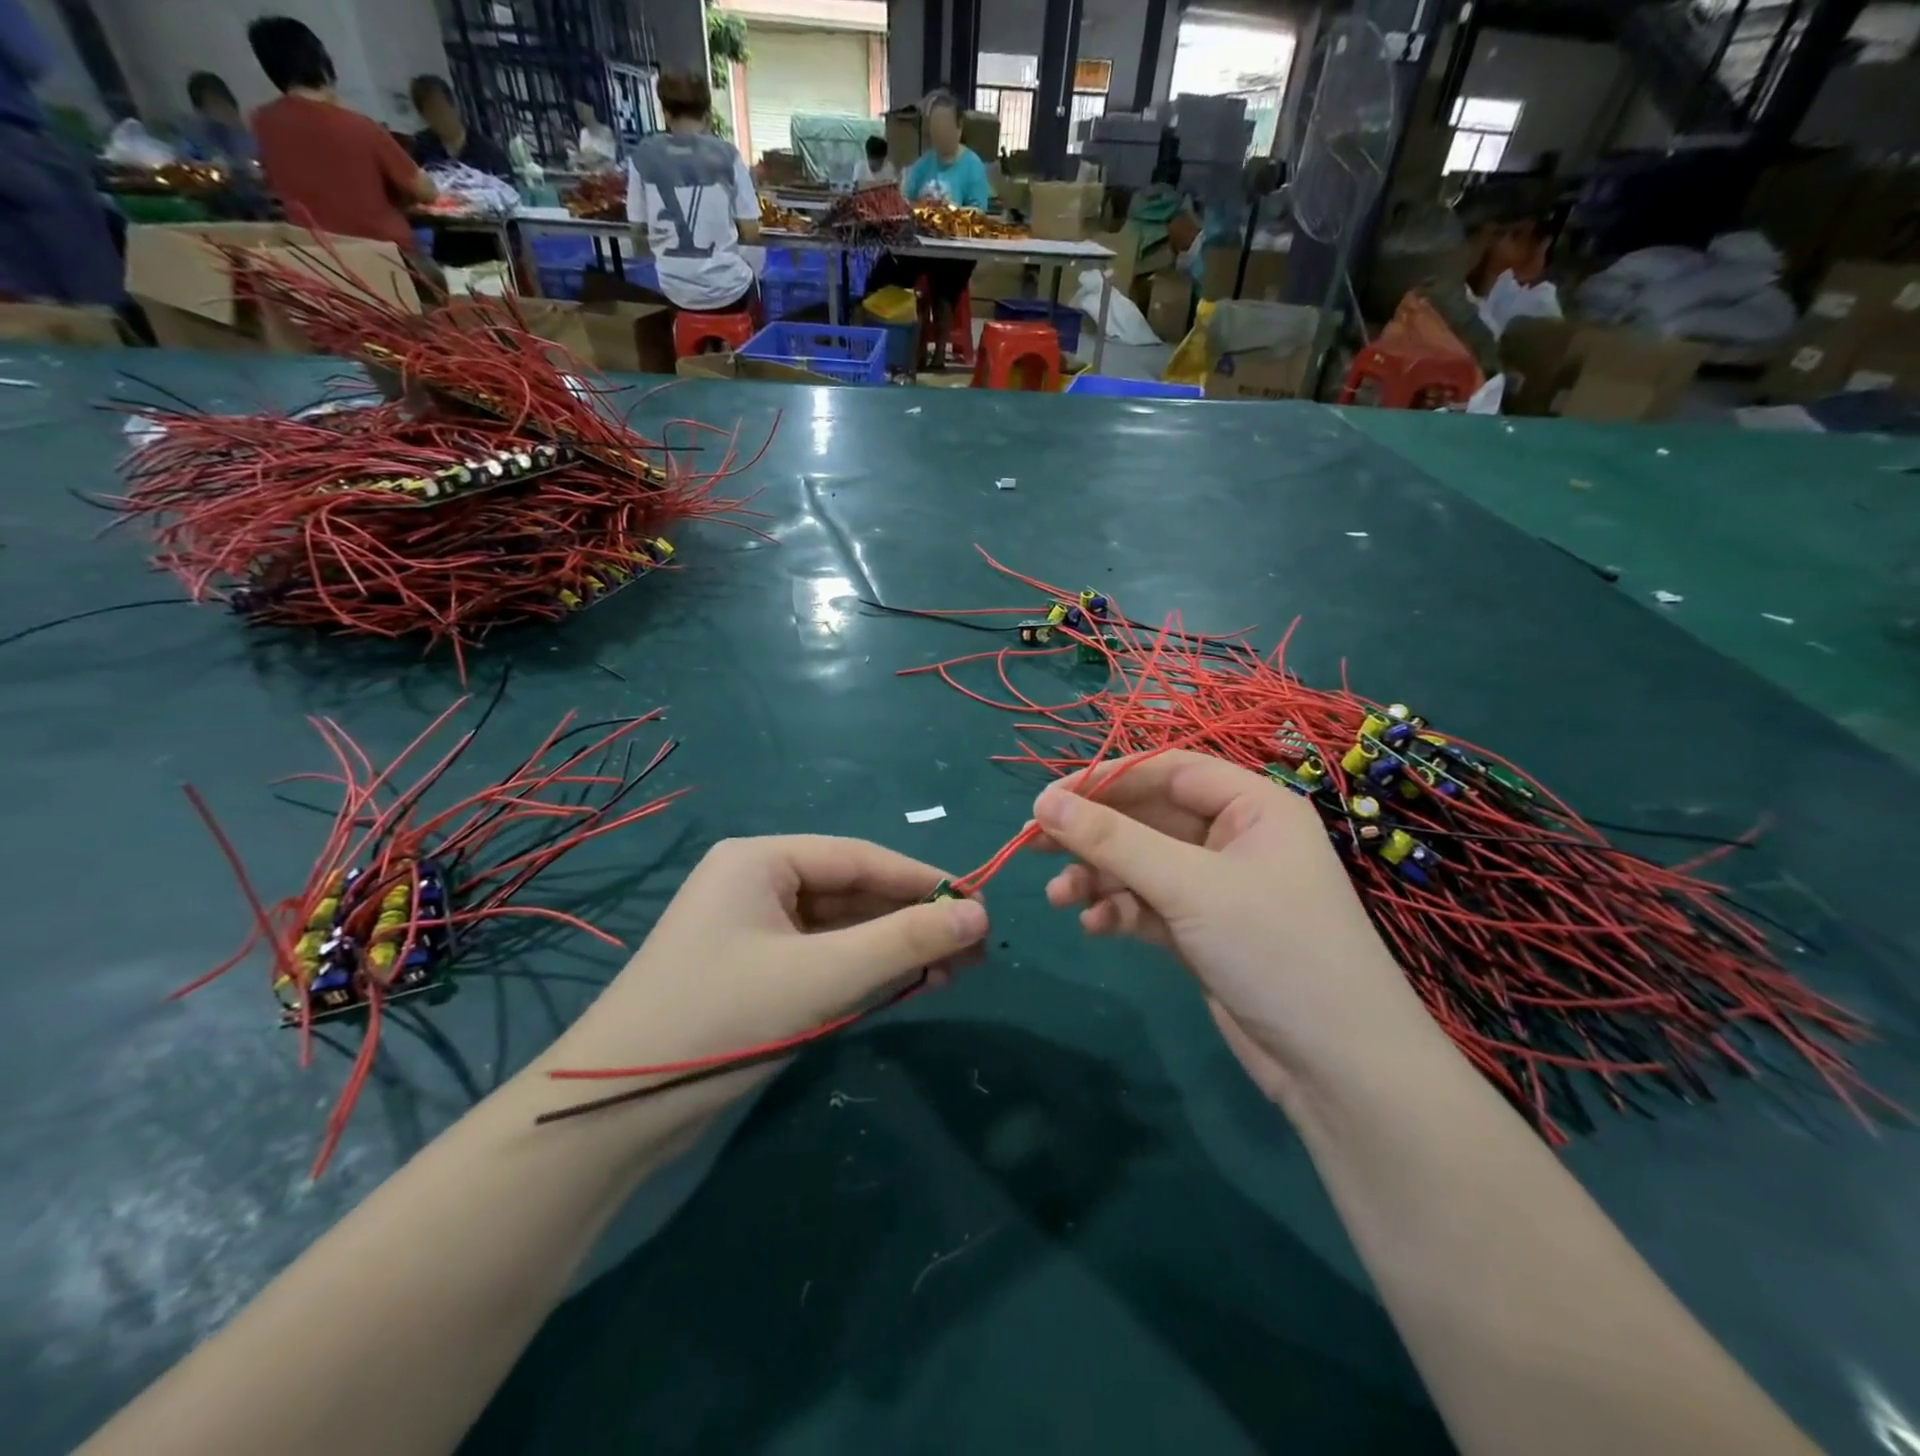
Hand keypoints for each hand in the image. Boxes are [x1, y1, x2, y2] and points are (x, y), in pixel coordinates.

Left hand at [540, 835, 987, 1120]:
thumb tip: (979, 914)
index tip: (979, 904)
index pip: (861, 858)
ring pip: (840, 929)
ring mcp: (753, 929)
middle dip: (912, 920)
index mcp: (761, 859)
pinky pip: (822, 958)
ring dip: (893, 949)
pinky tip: (907, 986)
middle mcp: (756, 883)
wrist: (614, 1114)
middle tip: (974, 948)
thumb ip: (903, 942)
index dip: (923, 881)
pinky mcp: (753, 972)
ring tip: (955, 971)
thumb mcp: (822, 977)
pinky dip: (863, 971)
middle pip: (853, 892)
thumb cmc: (720, 1018)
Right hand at [1031, 752, 1430, 1101]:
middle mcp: (1235, 838)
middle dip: (1093, 834)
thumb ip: (1113, 841)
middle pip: (1148, 819)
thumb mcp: (1188, 887)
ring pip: (1142, 864)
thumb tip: (1043, 802)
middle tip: (1031, 844)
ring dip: (1098, 877)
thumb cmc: (1274, 950)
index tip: (1048, 798)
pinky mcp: (1204, 931)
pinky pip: (1149, 905)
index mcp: (1252, 806)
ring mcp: (1219, 887)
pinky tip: (1094, 926)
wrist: (1339, 1069)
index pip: (1167, 771)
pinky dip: (1120, 911)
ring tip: (1059, 897)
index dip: (1105, 779)